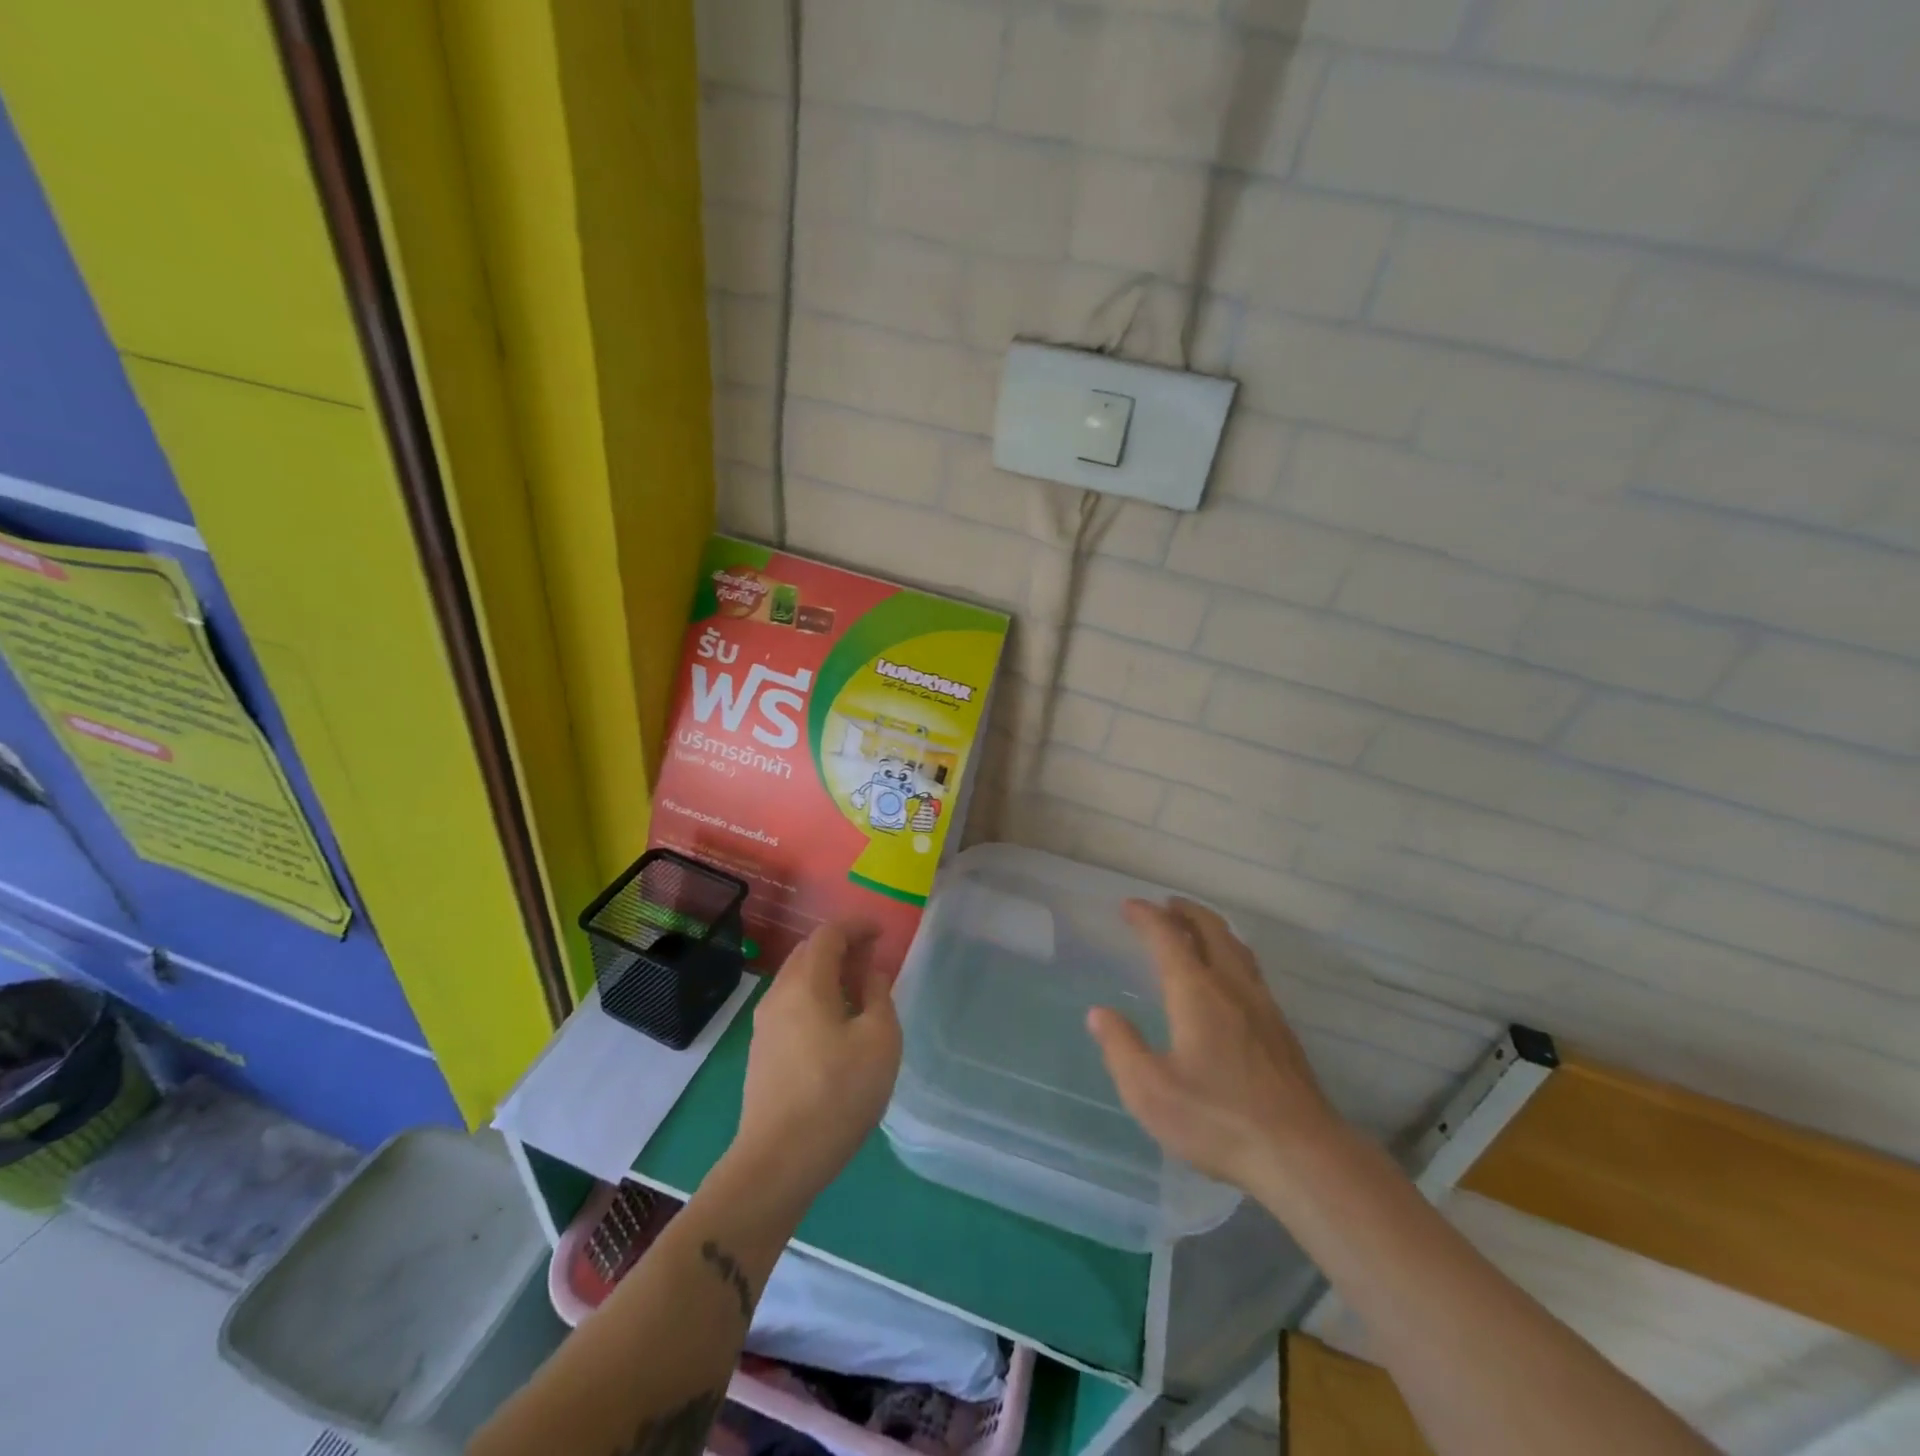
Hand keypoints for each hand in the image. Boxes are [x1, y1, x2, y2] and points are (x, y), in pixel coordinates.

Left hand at [731, 921, 902, 1209]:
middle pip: (808, 953)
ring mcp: (765, 1025)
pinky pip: (791, 1005)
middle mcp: (779, 995)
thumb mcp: (879, 1040)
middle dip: (840, 946)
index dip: (856, 926)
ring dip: (827, 973)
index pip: (828, 934)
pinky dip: (816, 996)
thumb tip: (870, 974)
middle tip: (872, 957)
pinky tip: (836, 1023)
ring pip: (797, 980)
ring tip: (858, 989)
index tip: (881, 931)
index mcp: (806, 983)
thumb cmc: (837, 1094)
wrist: (778, 1162)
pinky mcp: (761, 1052)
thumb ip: (878, 995)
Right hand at [1088, 899, 1342, 1192]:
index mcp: (1197, 993)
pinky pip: (1251, 970)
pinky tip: (1229, 978)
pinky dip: (1231, 953)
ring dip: (1212, 928)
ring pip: (1237, 948)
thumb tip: (1099, 1014)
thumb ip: (1121, 1047)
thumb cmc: (1218, 1120)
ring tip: (1196, 928)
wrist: (1302, 1155)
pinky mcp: (1281, 1030)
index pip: (1168, 938)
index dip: (1147, 917)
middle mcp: (1232, 987)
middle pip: (1211, 931)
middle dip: (1186, 912)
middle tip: (1166, 904)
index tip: (1129, 905)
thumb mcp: (1151, 1091)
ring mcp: (1263, 1007)